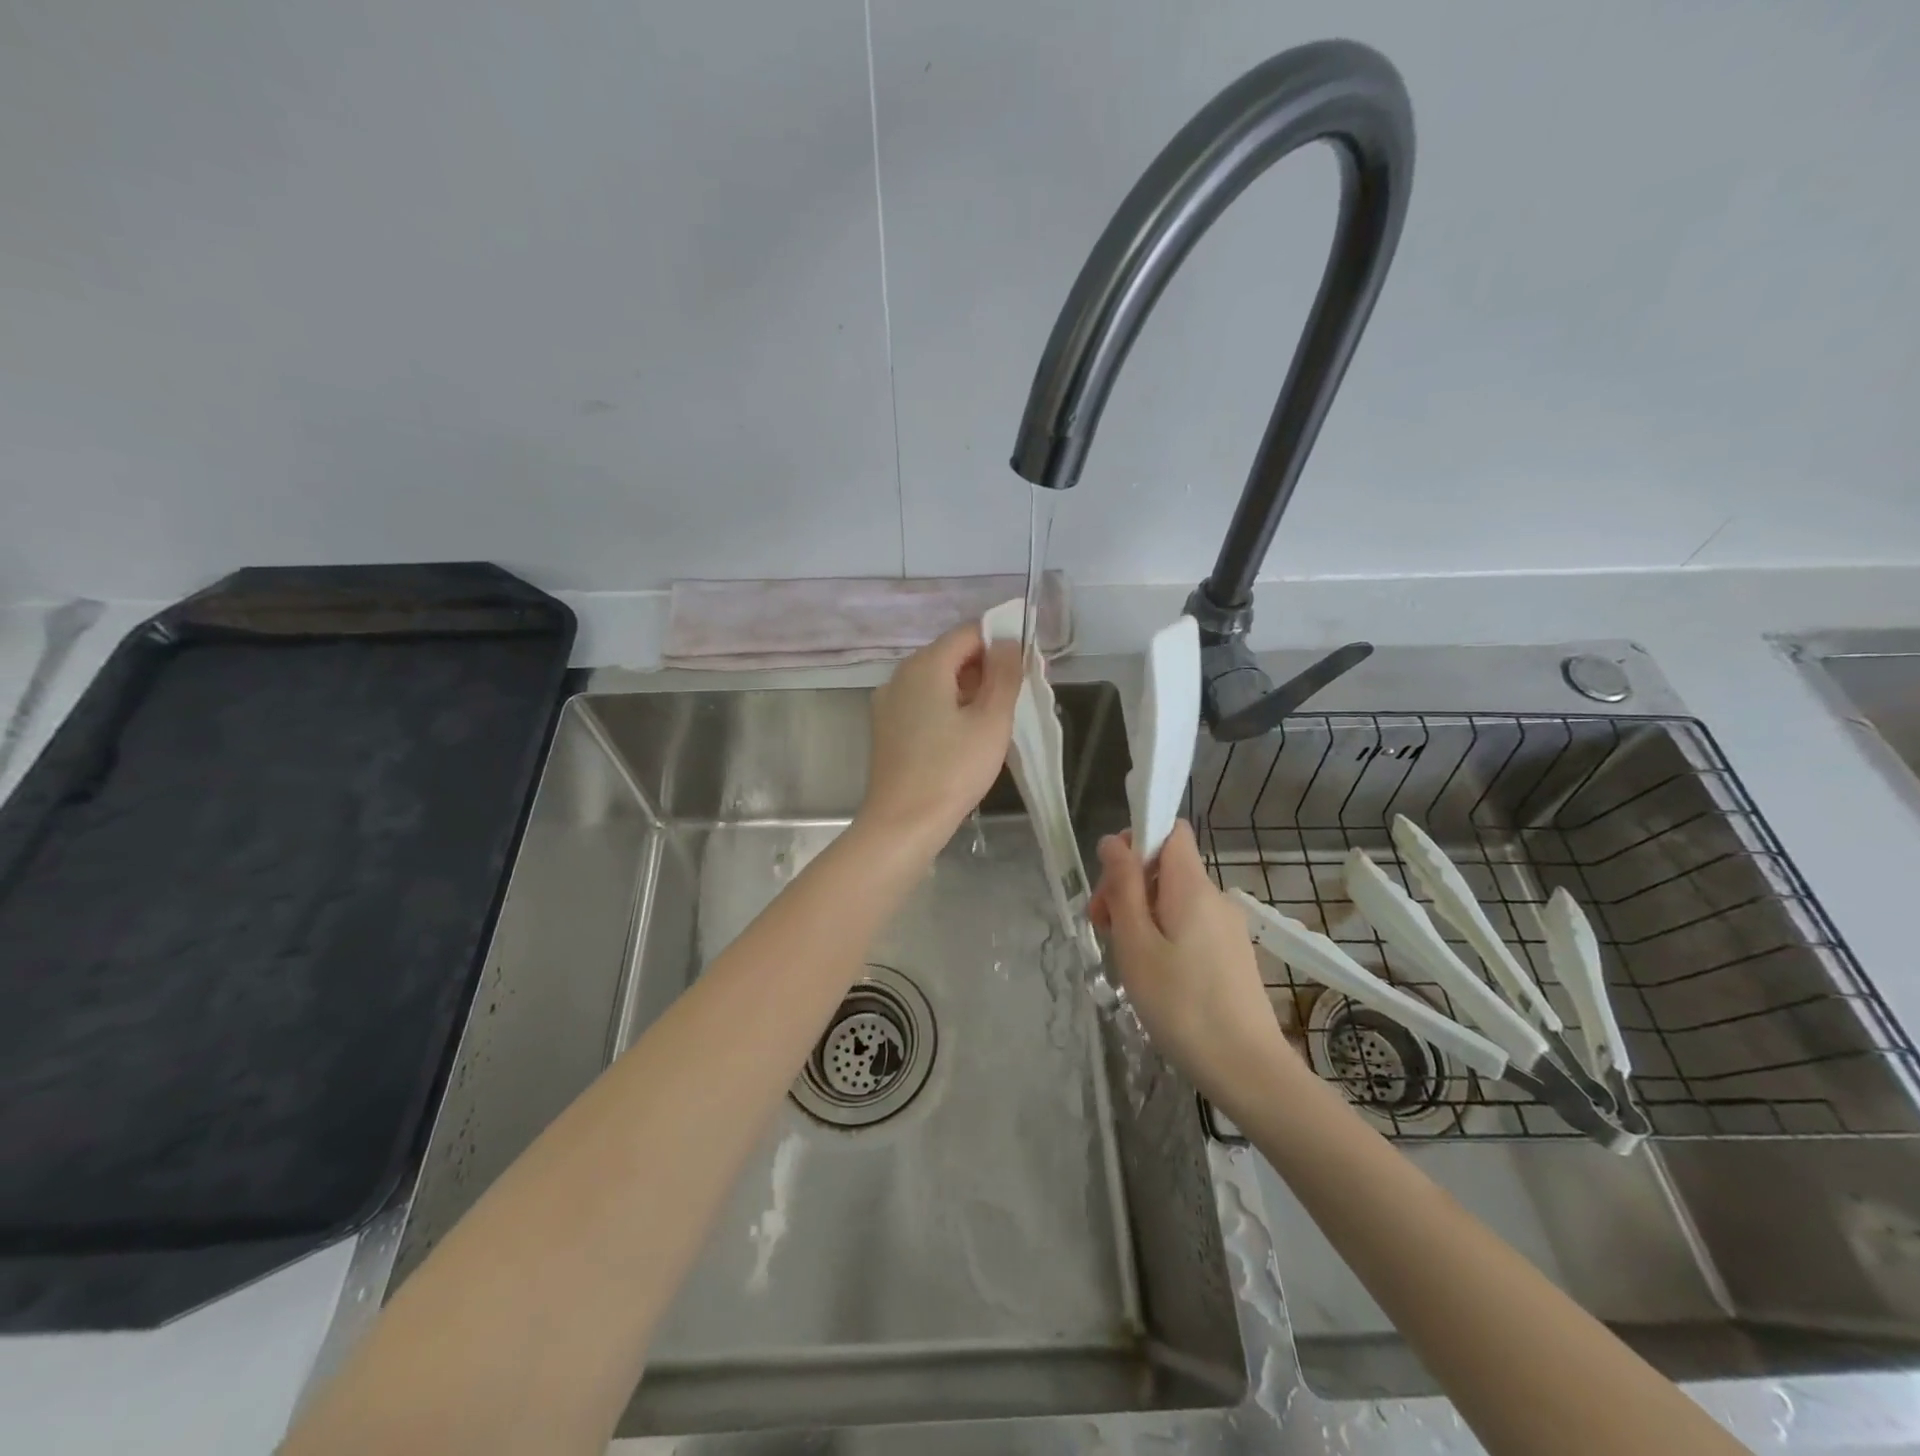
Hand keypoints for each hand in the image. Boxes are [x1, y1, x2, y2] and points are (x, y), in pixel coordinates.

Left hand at [858, 623, 1022, 850]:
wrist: (903, 823)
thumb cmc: (952, 771)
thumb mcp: (991, 721)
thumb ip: (1004, 674)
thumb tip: (1006, 641)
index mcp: (925, 665)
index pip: (968, 633)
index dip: (1000, 641)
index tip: (1026, 666)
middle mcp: (900, 675)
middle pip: (950, 654)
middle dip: (986, 667)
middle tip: (1017, 695)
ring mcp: (888, 702)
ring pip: (936, 680)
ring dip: (968, 688)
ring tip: (996, 717)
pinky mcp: (886, 727)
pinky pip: (922, 702)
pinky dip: (947, 706)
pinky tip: (965, 734)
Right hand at [1090, 822, 1295, 1106]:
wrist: (1248, 1070)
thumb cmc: (1181, 1005)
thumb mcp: (1136, 943)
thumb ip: (1123, 887)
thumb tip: (1113, 841)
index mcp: (1192, 886)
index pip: (1169, 830)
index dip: (1136, 839)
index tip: (1110, 879)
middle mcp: (1215, 897)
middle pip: (1165, 866)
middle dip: (1127, 886)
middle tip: (1102, 929)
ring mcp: (1226, 927)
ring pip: (1173, 899)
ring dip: (1141, 914)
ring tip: (1124, 958)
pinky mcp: (1231, 953)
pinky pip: (1189, 924)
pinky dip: (1163, 934)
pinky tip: (1152, 974)